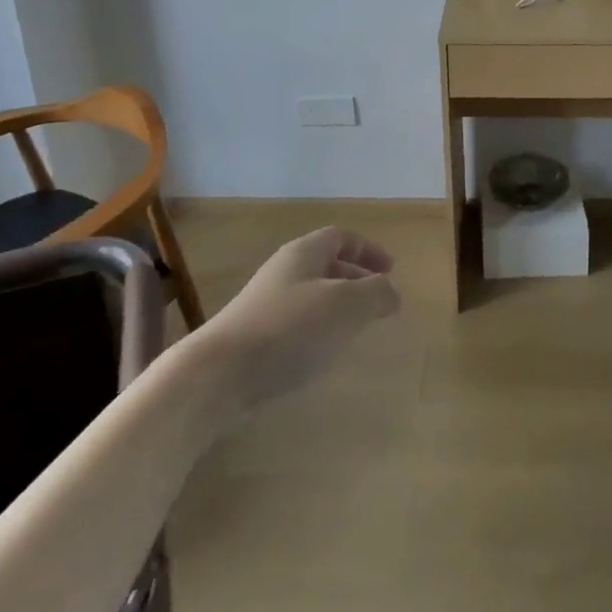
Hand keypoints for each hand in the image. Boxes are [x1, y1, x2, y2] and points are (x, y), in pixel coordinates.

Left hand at [190, 227, 400, 411]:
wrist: (220, 373)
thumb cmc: (290, 328)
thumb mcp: (346, 305)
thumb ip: (376, 293)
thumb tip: (391, 291)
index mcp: (305, 253)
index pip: (341, 237)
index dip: (368, 250)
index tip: (391, 270)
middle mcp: (284, 270)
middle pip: (326, 264)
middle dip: (356, 278)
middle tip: (379, 302)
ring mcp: (265, 303)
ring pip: (312, 294)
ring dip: (337, 306)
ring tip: (357, 330)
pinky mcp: (254, 336)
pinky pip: (296, 321)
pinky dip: (318, 329)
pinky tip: (323, 355)